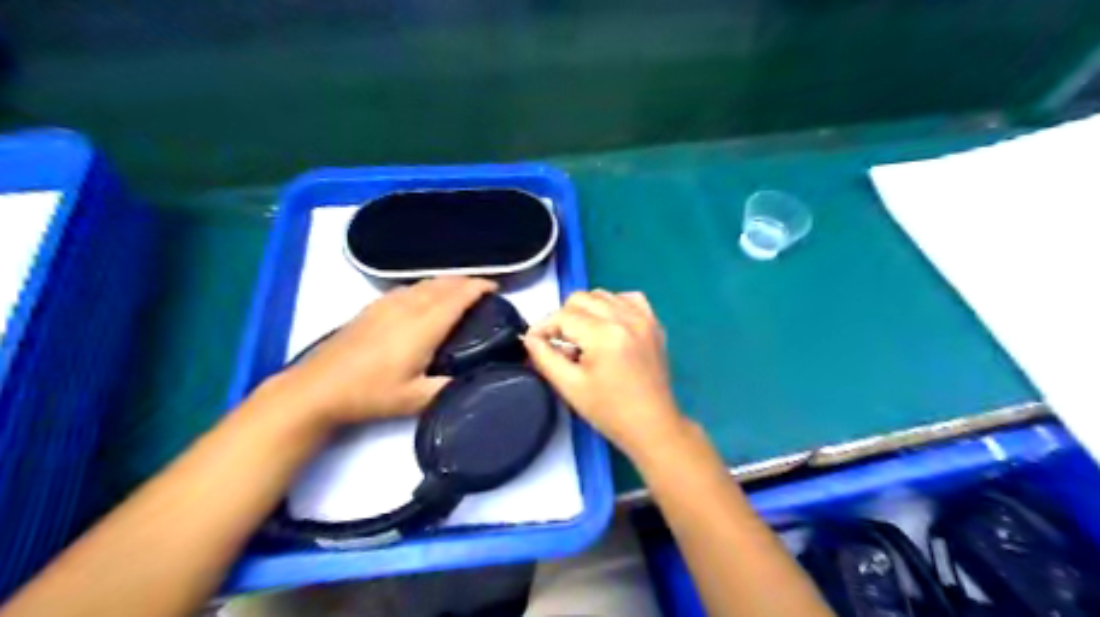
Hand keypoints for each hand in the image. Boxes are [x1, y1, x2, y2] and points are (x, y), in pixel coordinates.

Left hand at [275, 278, 499, 425]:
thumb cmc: (370, 394)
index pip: (458, 296)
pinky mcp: (373, 307)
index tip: (495, 288)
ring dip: (447, 282)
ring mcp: (387, 304)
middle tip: (484, 290)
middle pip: (443, 283)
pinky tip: (425, 296)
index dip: (479, 287)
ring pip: (425, 282)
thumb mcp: (415, 400)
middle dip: (467, 281)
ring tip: (460, 291)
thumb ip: (449, 389)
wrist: (318, 387)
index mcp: (423, 326)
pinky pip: (409, 287)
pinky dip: (427, 286)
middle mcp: (408, 306)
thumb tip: (475, 381)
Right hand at [523, 289, 683, 457]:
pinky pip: (628, 298)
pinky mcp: (654, 323)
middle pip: (581, 298)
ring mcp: (644, 318)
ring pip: (602, 295)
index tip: (535, 342)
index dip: (543, 327)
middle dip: (563, 318)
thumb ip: (545, 357)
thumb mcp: (569, 387)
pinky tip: (608, 326)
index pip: (563, 316)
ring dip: (586, 311)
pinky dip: (613, 306)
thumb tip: (531, 337)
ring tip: (585, 339)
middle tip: (561, 344)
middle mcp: (626, 318)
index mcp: (604, 334)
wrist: (652, 426)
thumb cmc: (609, 412)